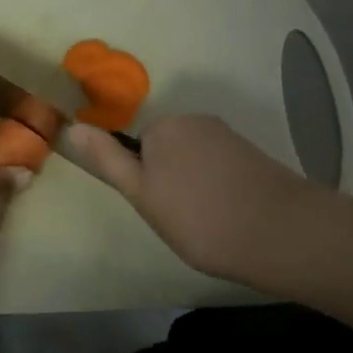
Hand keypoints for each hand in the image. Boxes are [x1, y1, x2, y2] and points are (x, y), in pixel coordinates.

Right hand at [64, 114, 315, 283]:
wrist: (281, 232)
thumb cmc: (200, 217)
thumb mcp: (143, 194)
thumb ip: (108, 160)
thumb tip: (71, 127)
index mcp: (164, 126)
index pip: (138, 148)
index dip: (144, 181)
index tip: (159, 210)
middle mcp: (195, 120)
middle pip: (167, 150)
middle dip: (169, 180)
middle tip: (182, 220)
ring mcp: (227, 136)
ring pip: (195, 161)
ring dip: (196, 186)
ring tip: (210, 224)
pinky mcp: (252, 154)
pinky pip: (221, 168)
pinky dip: (220, 189)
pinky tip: (232, 216)